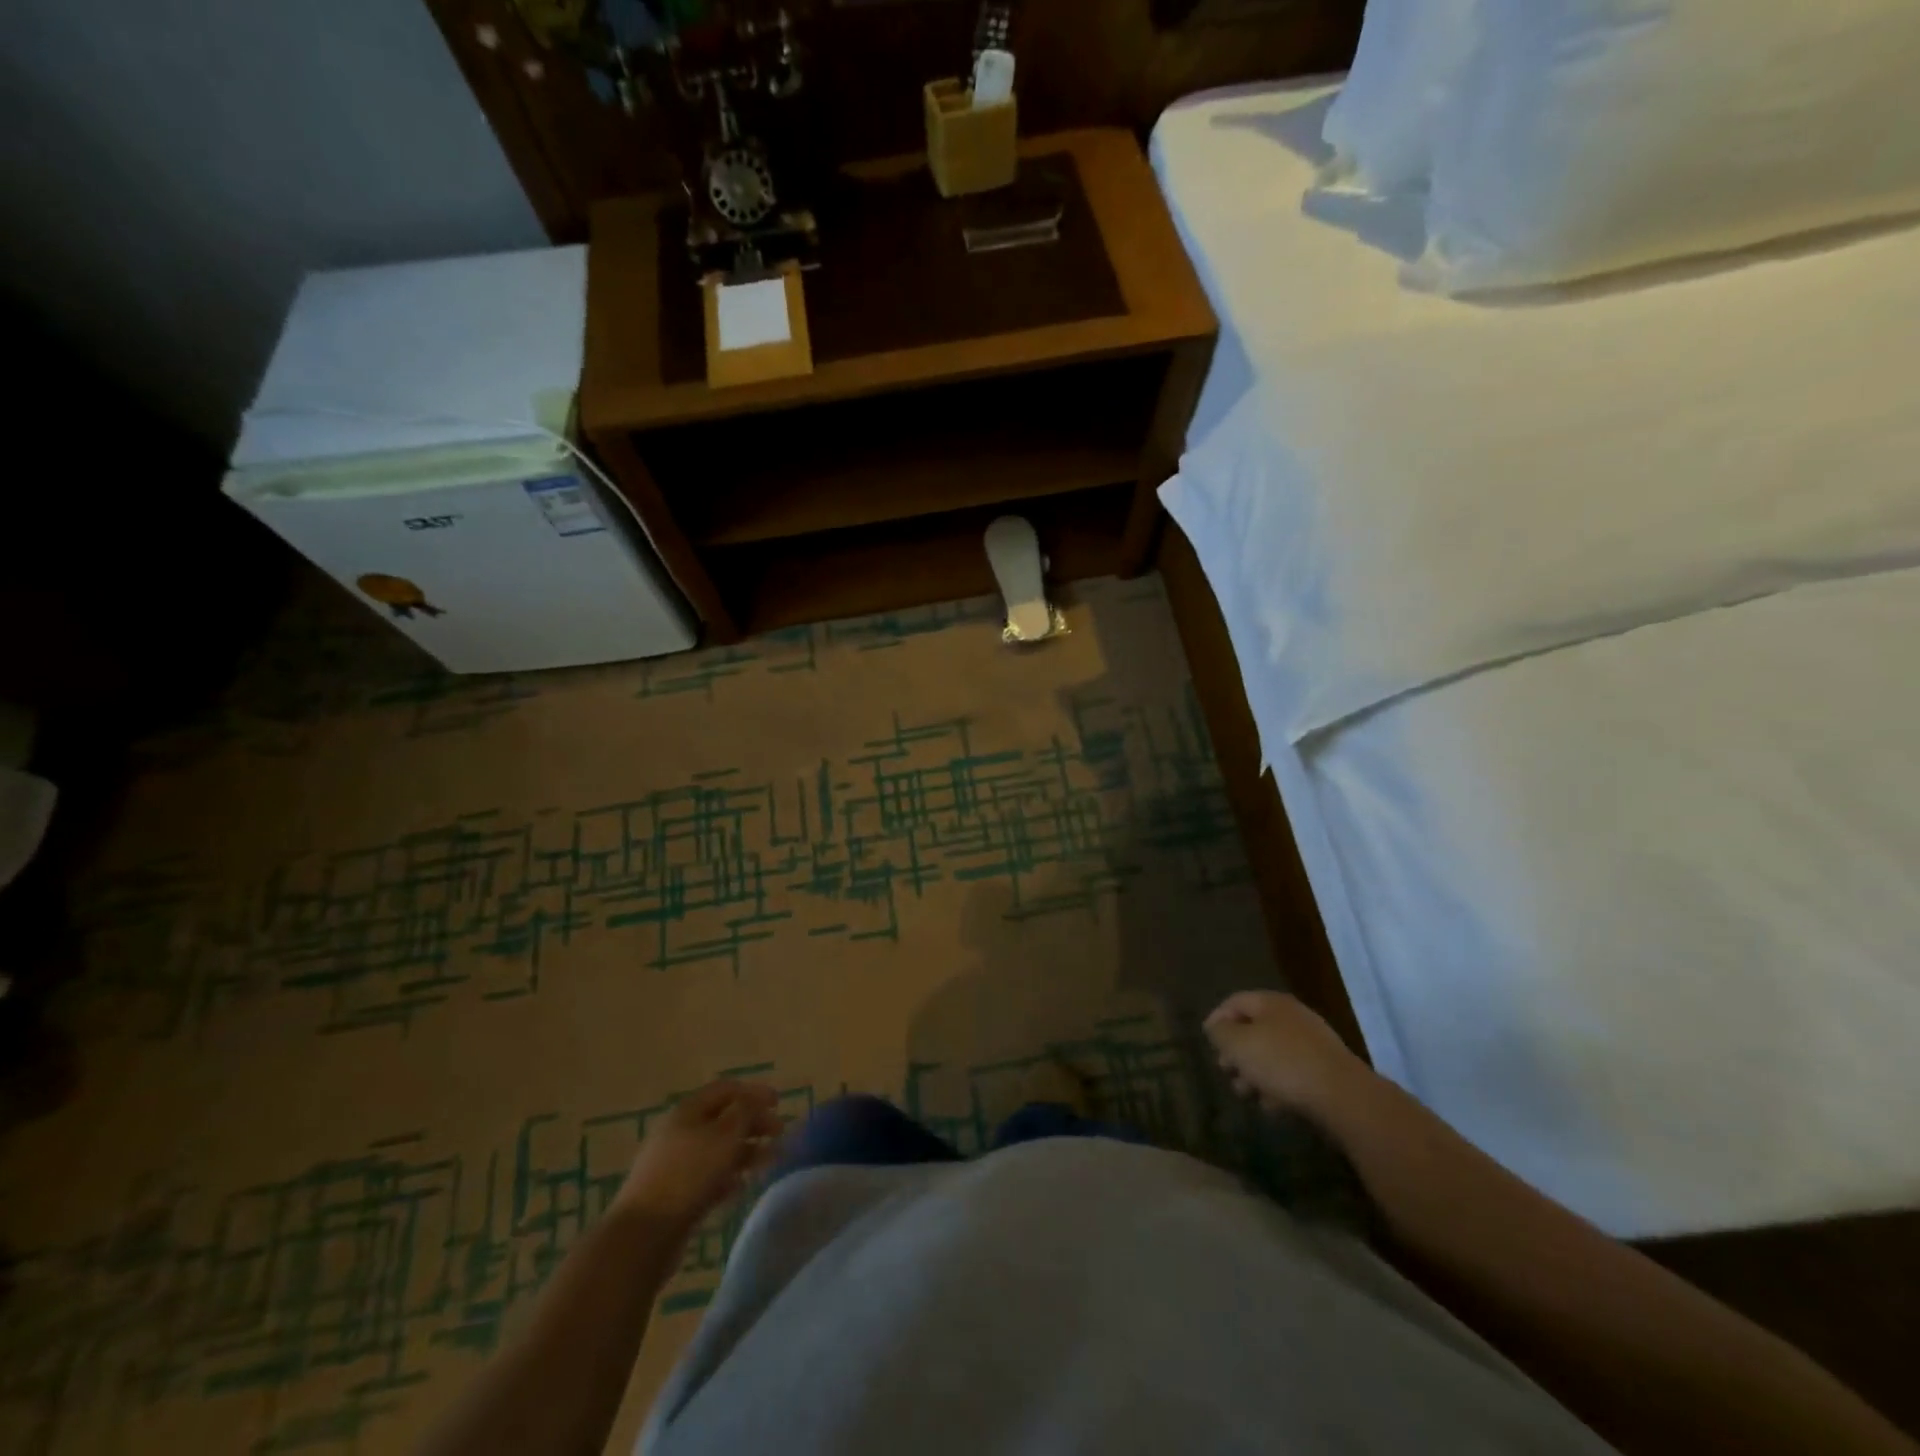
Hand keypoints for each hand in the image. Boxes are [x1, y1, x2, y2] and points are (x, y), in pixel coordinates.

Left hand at [616, 1080, 783, 1232]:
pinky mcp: (675, 1194)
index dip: (754, 1092)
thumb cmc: (688, 1174)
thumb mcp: (725, 1135)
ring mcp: (676, 1164)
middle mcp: (680, 1132)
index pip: (726, 1089)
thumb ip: (745, 1112)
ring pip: (718, 1150)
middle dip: (753, 1123)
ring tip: (770, 1162)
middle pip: (723, 1119)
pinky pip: (708, 1177)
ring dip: (746, 1152)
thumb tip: (755, 1100)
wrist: (643, 1235)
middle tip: (780, 1133)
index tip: (779, 1102)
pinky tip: (743, 1186)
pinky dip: (729, 1177)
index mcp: (688, 1110)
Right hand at [1204, 990, 1368, 1119]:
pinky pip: (1293, 1072)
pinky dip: (1279, 1086)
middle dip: (1236, 1052)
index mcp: (1270, 1003)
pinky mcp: (1326, 1070)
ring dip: (1255, 1073)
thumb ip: (1220, 1032)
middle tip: (1226, 1072)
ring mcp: (1313, 1043)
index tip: (1207, 1043)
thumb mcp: (1238, 1045)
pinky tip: (1273, 1105)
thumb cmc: (1281, 1063)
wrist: (1342, 1096)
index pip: (1235, 1002)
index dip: (1216, 1019)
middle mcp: (1292, 1016)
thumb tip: (1216, 1027)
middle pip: (1254, 1029)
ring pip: (1273, 1053)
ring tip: (1247, 1094)